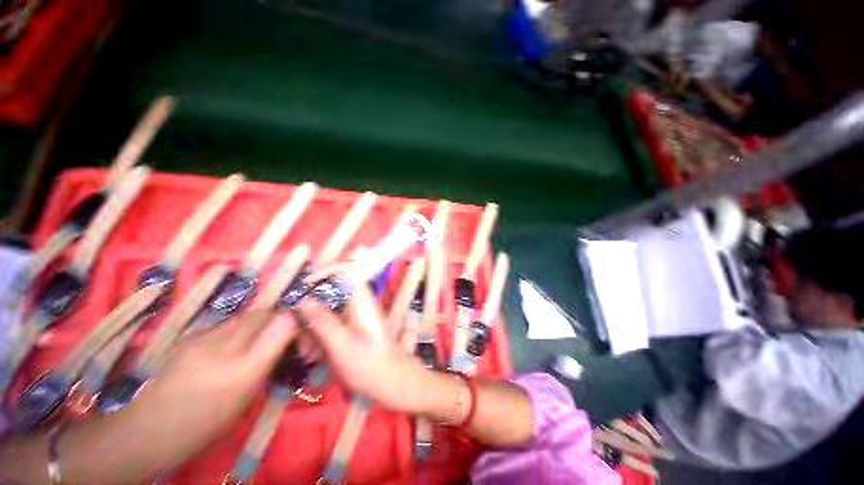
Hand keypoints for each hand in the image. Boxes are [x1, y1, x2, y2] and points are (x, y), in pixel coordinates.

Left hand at [55, 311, 296, 483]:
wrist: (148, 431)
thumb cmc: (204, 422)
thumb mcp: (246, 395)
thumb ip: (269, 356)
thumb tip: (290, 327)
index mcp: (241, 367)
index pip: (279, 322)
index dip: (295, 322)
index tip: (301, 337)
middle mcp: (223, 345)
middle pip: (262, 314)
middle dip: (279, 320)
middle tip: (284, 338)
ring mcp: (202, 338)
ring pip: (244, 318)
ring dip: (260, 324)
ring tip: (261, 343)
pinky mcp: (191, 337)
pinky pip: (226, 325)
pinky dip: (240, 329)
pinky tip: (235, 346)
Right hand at [297, 284, 432, 413]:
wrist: (395, 384)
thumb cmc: (370, 366)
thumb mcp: (341, 345)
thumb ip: (322, 321)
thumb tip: (303, 299)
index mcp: (362, 300)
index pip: (346, 270)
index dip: (324, 272)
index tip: (302, 288)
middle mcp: (360, 303)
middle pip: (331, 292)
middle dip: (311, 311)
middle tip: (298, 334)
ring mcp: (357, 315)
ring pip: (329, 309)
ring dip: (313, 328)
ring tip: (307, 353)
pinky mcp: (354, 328)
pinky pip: (333, 324)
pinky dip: (321, 336)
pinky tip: (315, 357)